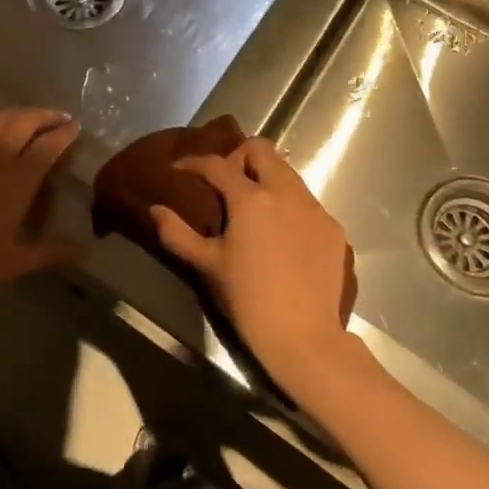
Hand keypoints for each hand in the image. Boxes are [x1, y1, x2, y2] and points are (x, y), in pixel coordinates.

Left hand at [0, 103, 83, 296]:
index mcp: (20, 178)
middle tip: (58, 119)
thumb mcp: (15, 261)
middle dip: (46, 116)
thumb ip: (52, 251)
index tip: (75, 127)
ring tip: (27, 117)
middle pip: (27, 121)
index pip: (50, 144)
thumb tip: (85, 250)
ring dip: (18, 112)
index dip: (66, 133)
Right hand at [150, 139, 355, 395]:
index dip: (193, 162)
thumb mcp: (207, 265)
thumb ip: (177, 233)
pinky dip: (288, 205)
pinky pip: (306, 202)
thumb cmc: (248, 300)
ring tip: (252, 206)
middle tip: (224, 182)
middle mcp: (286, 193)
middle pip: (261, 150)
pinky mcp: (333, 228)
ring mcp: (314, 209)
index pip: (217, 164)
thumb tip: (156, 210)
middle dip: (238, 157)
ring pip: (288, 173)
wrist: (304, 338)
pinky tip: (280, 233)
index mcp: (251, 198)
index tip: (179, 169)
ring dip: (265, 178)